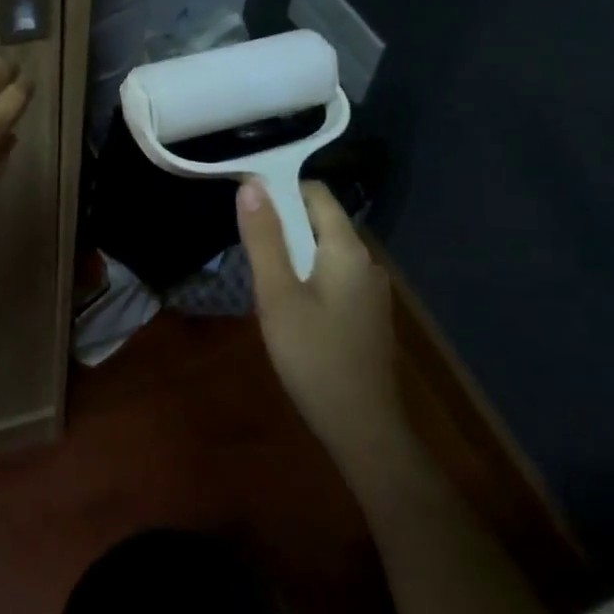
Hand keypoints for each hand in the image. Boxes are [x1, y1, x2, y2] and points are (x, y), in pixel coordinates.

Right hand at [236, 179, 403, 471]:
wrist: (362, 428)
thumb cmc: (314, 357)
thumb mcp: (277, 295)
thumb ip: (264, 239)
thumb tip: (250, 185)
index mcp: (347, 249)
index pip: (315, 193)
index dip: (279, 187)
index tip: (244, 199)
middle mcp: (366, 261)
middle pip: (320, 220)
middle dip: (282, 223)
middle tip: (246, 245)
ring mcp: (370, 290)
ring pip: (324, 250)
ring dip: (292, 251)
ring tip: (261, 276)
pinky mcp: (366, 313)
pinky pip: (332, 275)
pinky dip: (307, 274)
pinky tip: (288, 304)